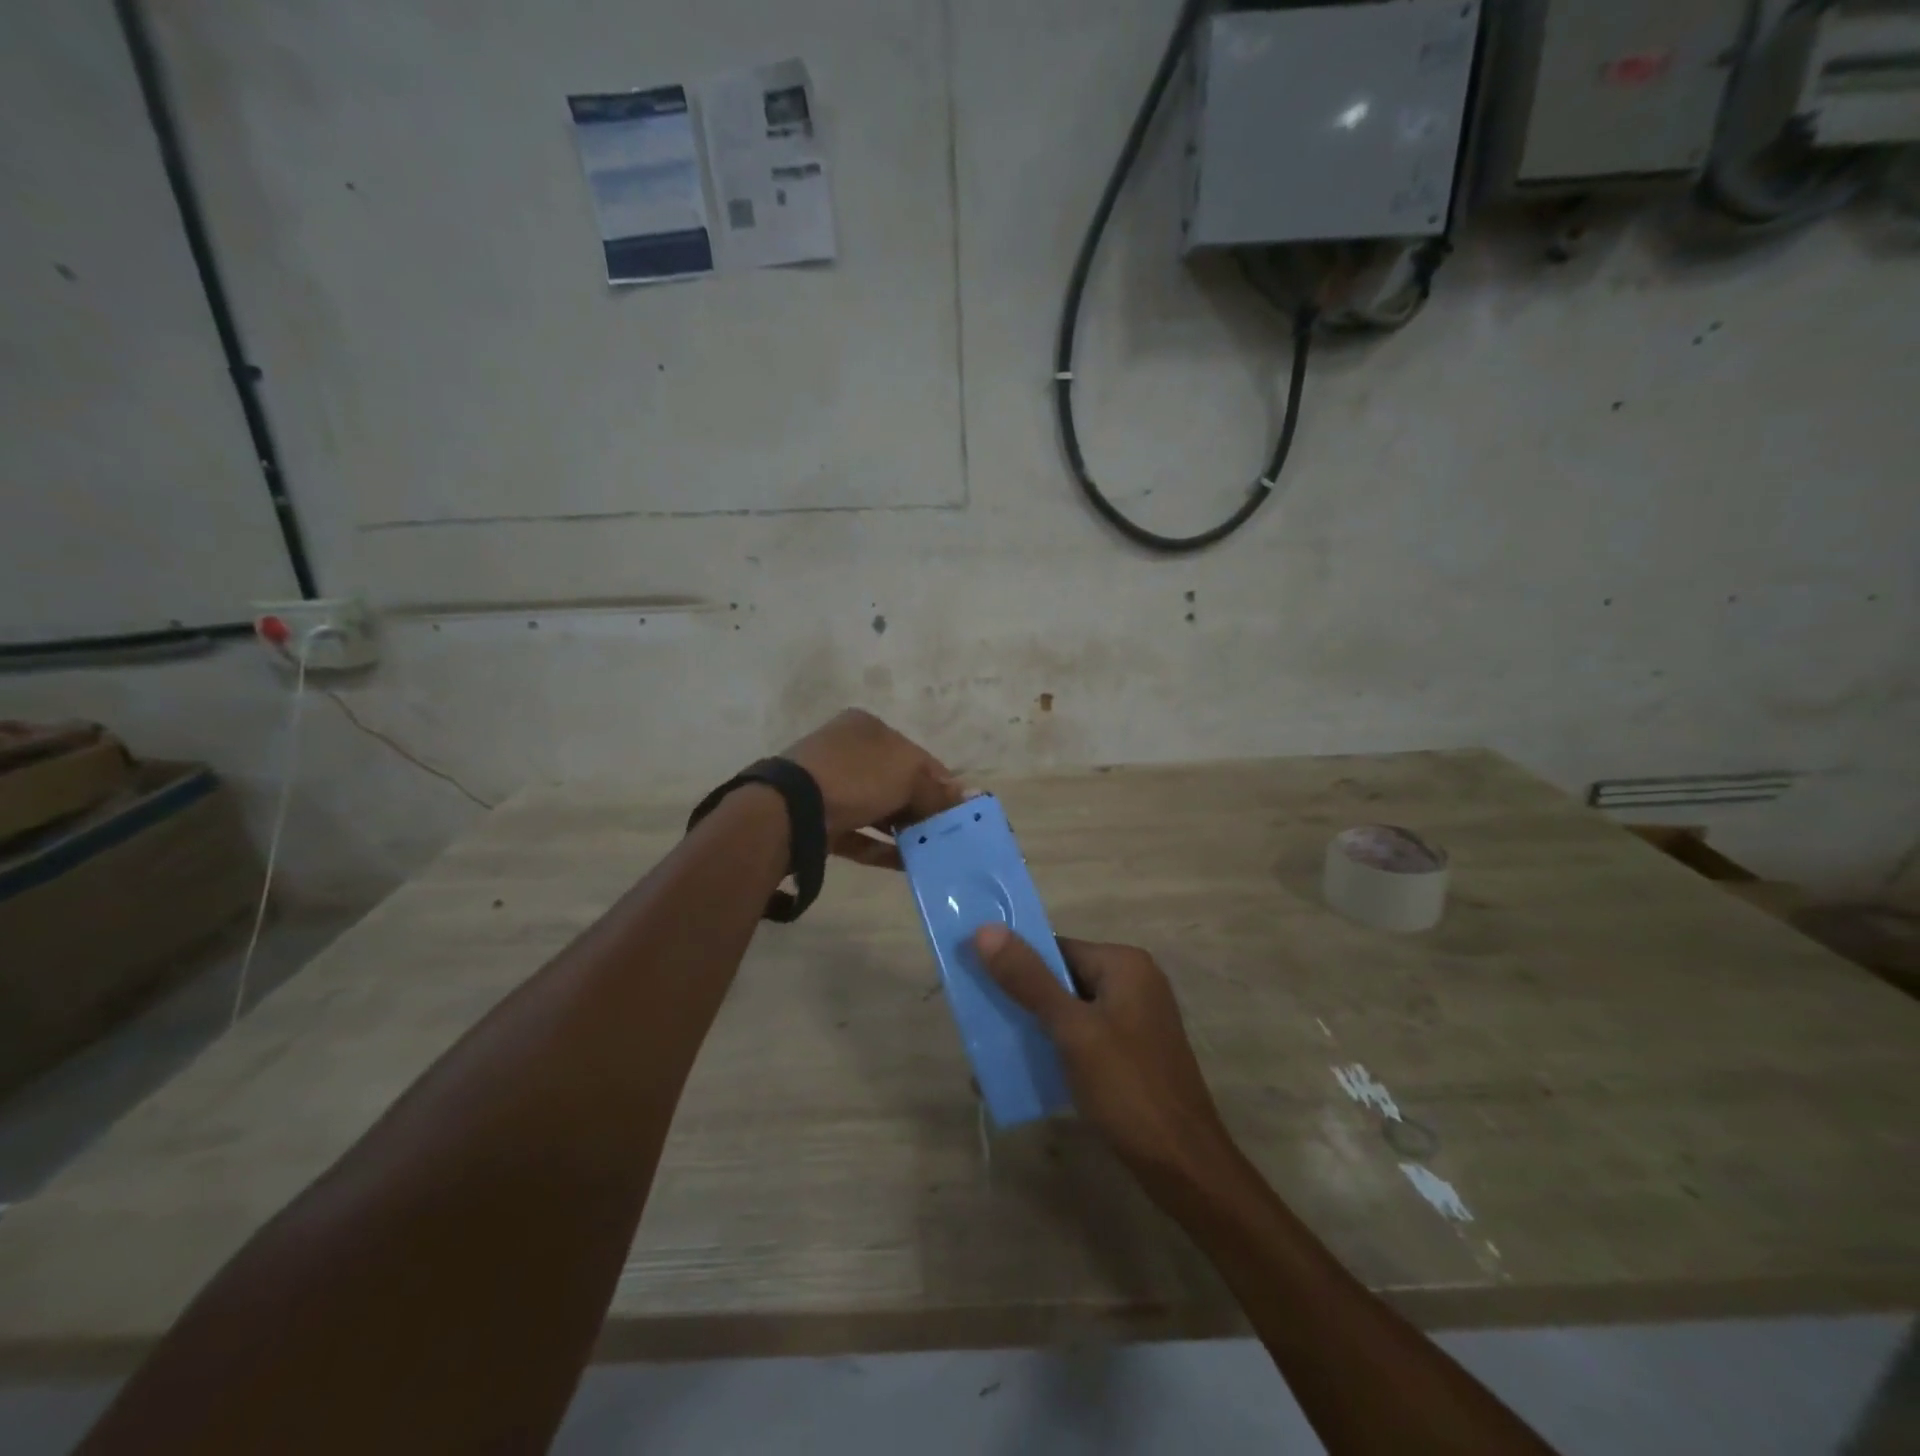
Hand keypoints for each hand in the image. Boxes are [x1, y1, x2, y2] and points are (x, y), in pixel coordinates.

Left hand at [783, 709, 964, 868]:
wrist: (793, 809)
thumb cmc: (857, 777)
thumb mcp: (907, 775)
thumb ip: (938, 790)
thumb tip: (972, 797)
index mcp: (868, 728)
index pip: (916, 755)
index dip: (942, 782)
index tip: (960, 810)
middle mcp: (848, 751)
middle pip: (896, 782)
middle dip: (922, 808)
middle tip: (946, 835)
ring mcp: (830, 786)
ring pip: (877, 809)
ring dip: (903, 829)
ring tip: (931, 852)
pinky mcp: (819, 820)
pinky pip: (859, 834)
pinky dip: (881, 848)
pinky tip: (907, 865)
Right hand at [973, 927, 1235, 1187]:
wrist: (1183, 1166)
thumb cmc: (1128, 1088)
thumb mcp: (1072, 1031)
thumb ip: (1029, 979)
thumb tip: (985, 929)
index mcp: (1124, 964)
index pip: (1057, 948)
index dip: (1016, 962)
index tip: (977, 982)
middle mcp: (1134, 982)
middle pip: (1063, 977)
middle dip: (1022, 998)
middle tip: (979, 1019)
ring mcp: (1136, 1018)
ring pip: (1071, 1009)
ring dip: (1035, 1025)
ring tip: (994, 1047)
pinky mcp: (1132, 1051)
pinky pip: (1084, 1035)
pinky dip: (1056, 1047)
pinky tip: (1027, 1070)